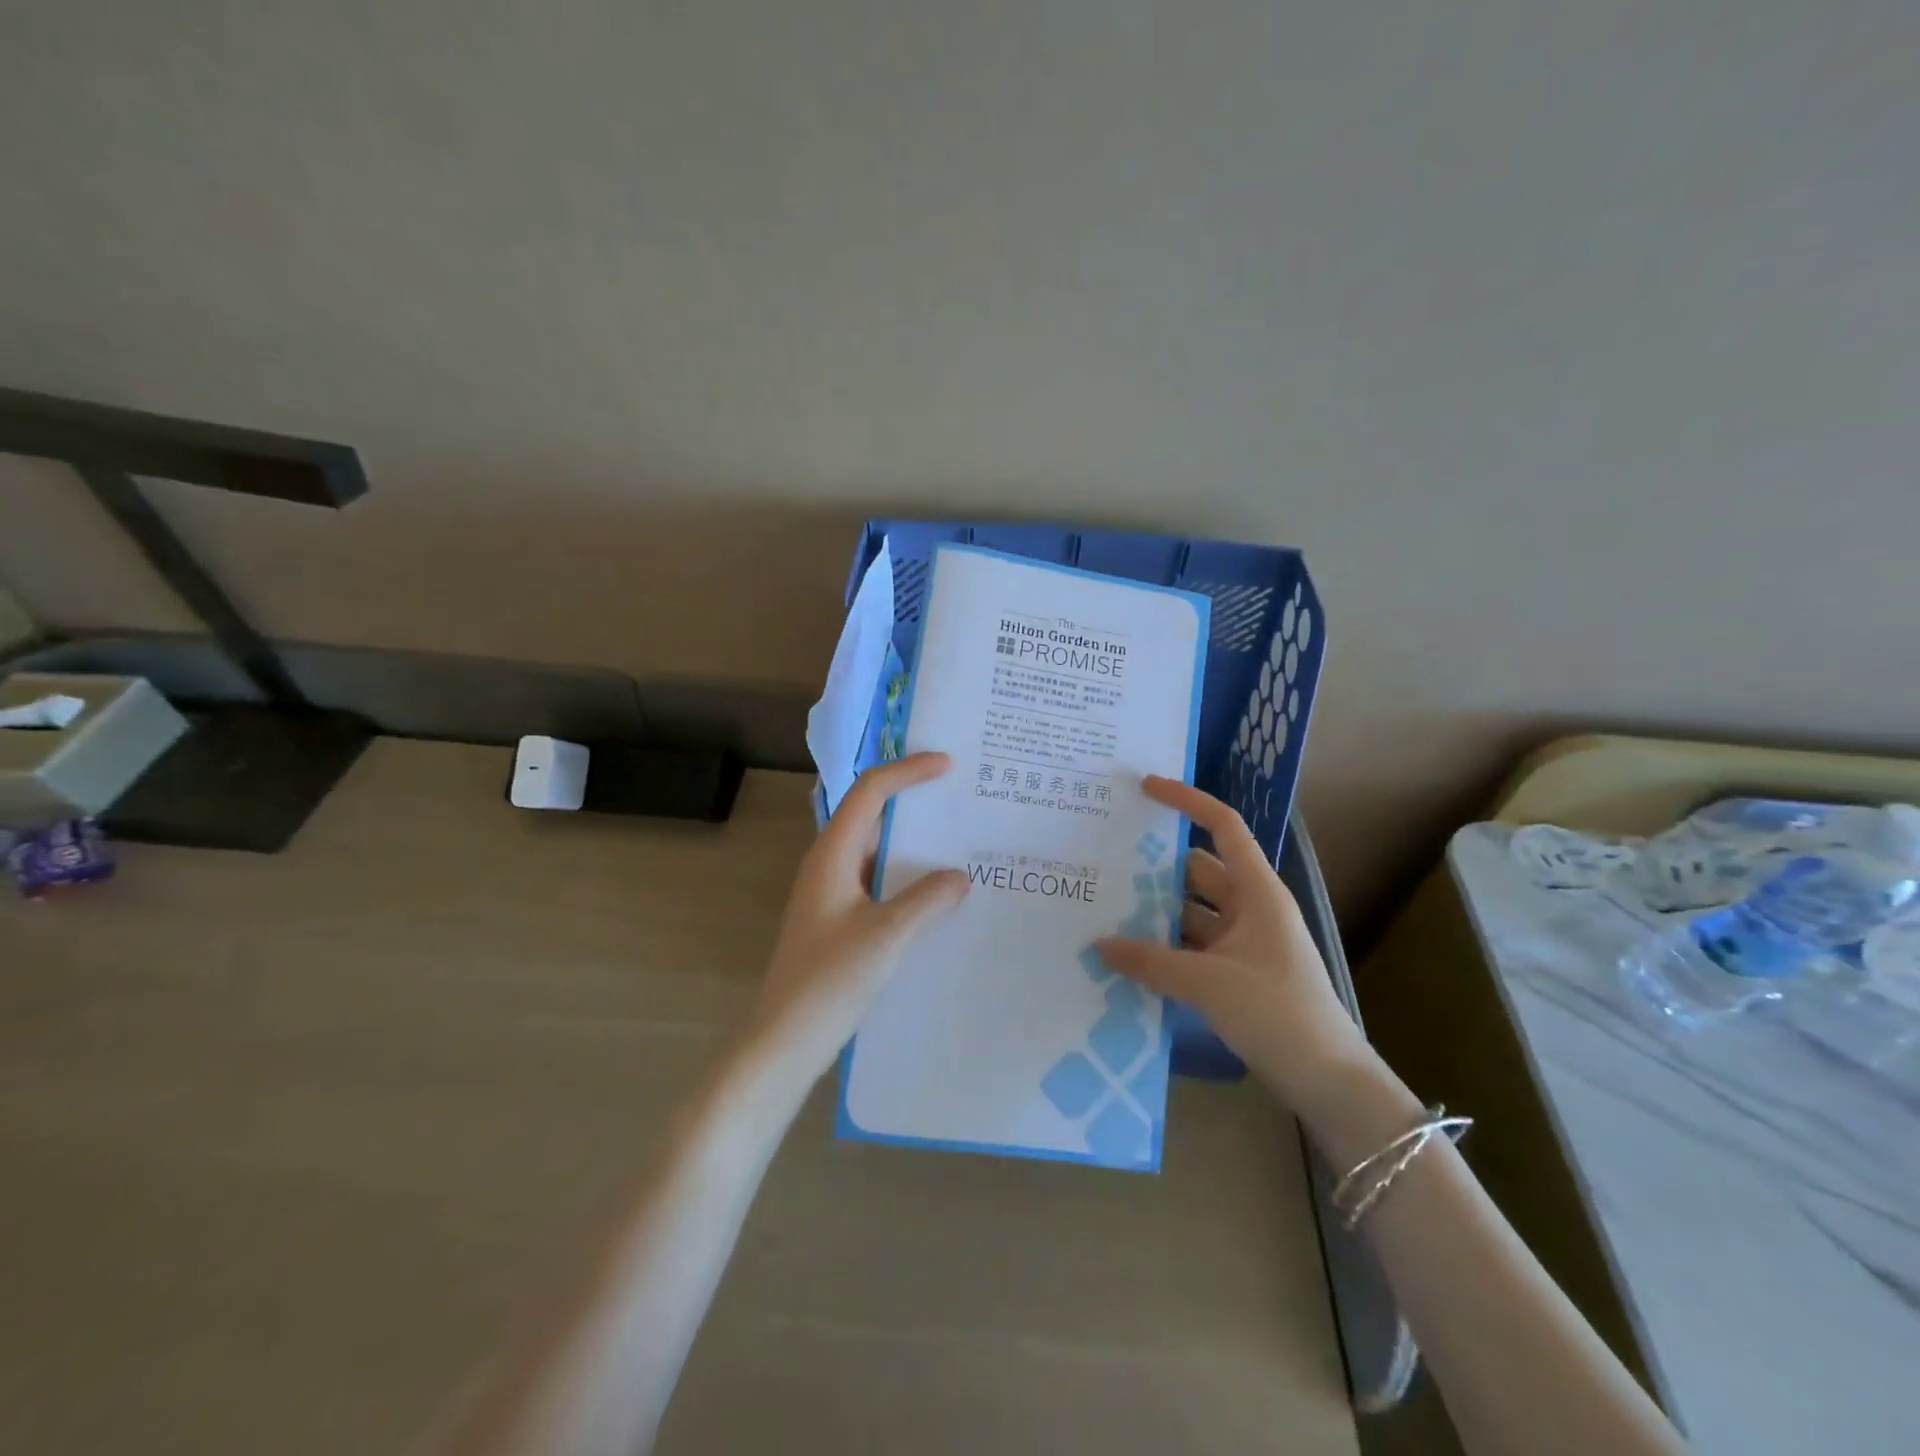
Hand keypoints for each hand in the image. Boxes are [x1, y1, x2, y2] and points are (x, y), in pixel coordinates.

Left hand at [749, 753, 969, 1079]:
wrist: (785, 1038)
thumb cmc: (830, 981)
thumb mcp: (888, 935)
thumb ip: (927, 899)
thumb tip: (960, 875)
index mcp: (833, 853)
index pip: (870, 791)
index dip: (908, 771)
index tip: (948, 765)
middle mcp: (829, 862)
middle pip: (872, 812)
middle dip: (913, 798)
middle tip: (959, 796)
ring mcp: (831, 891)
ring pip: (875, 848)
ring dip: (912, 839)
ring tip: (957, 838)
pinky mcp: (838, 917)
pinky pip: (876, 878)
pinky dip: (906, 873)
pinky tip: (935, 890)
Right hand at [1095, 776, 1369, 1110]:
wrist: (1329, 1081)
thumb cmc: (1278, 1013)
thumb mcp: (1208, 983)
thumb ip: (1150, 961)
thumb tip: (1099, 944)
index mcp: (1258, 892)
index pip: (1223, 826)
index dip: (1187, 801)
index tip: (1145, 788)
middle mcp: (1251, 908)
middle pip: (1199, 870)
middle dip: (1157, 864)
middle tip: (1106, 859)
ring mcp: (1245, 943)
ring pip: (1192, 911)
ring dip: (1157, 910)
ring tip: (1105, 907)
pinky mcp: (1237, 974)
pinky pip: (1194, 946)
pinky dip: (1165, 946)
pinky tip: (1129, 955)